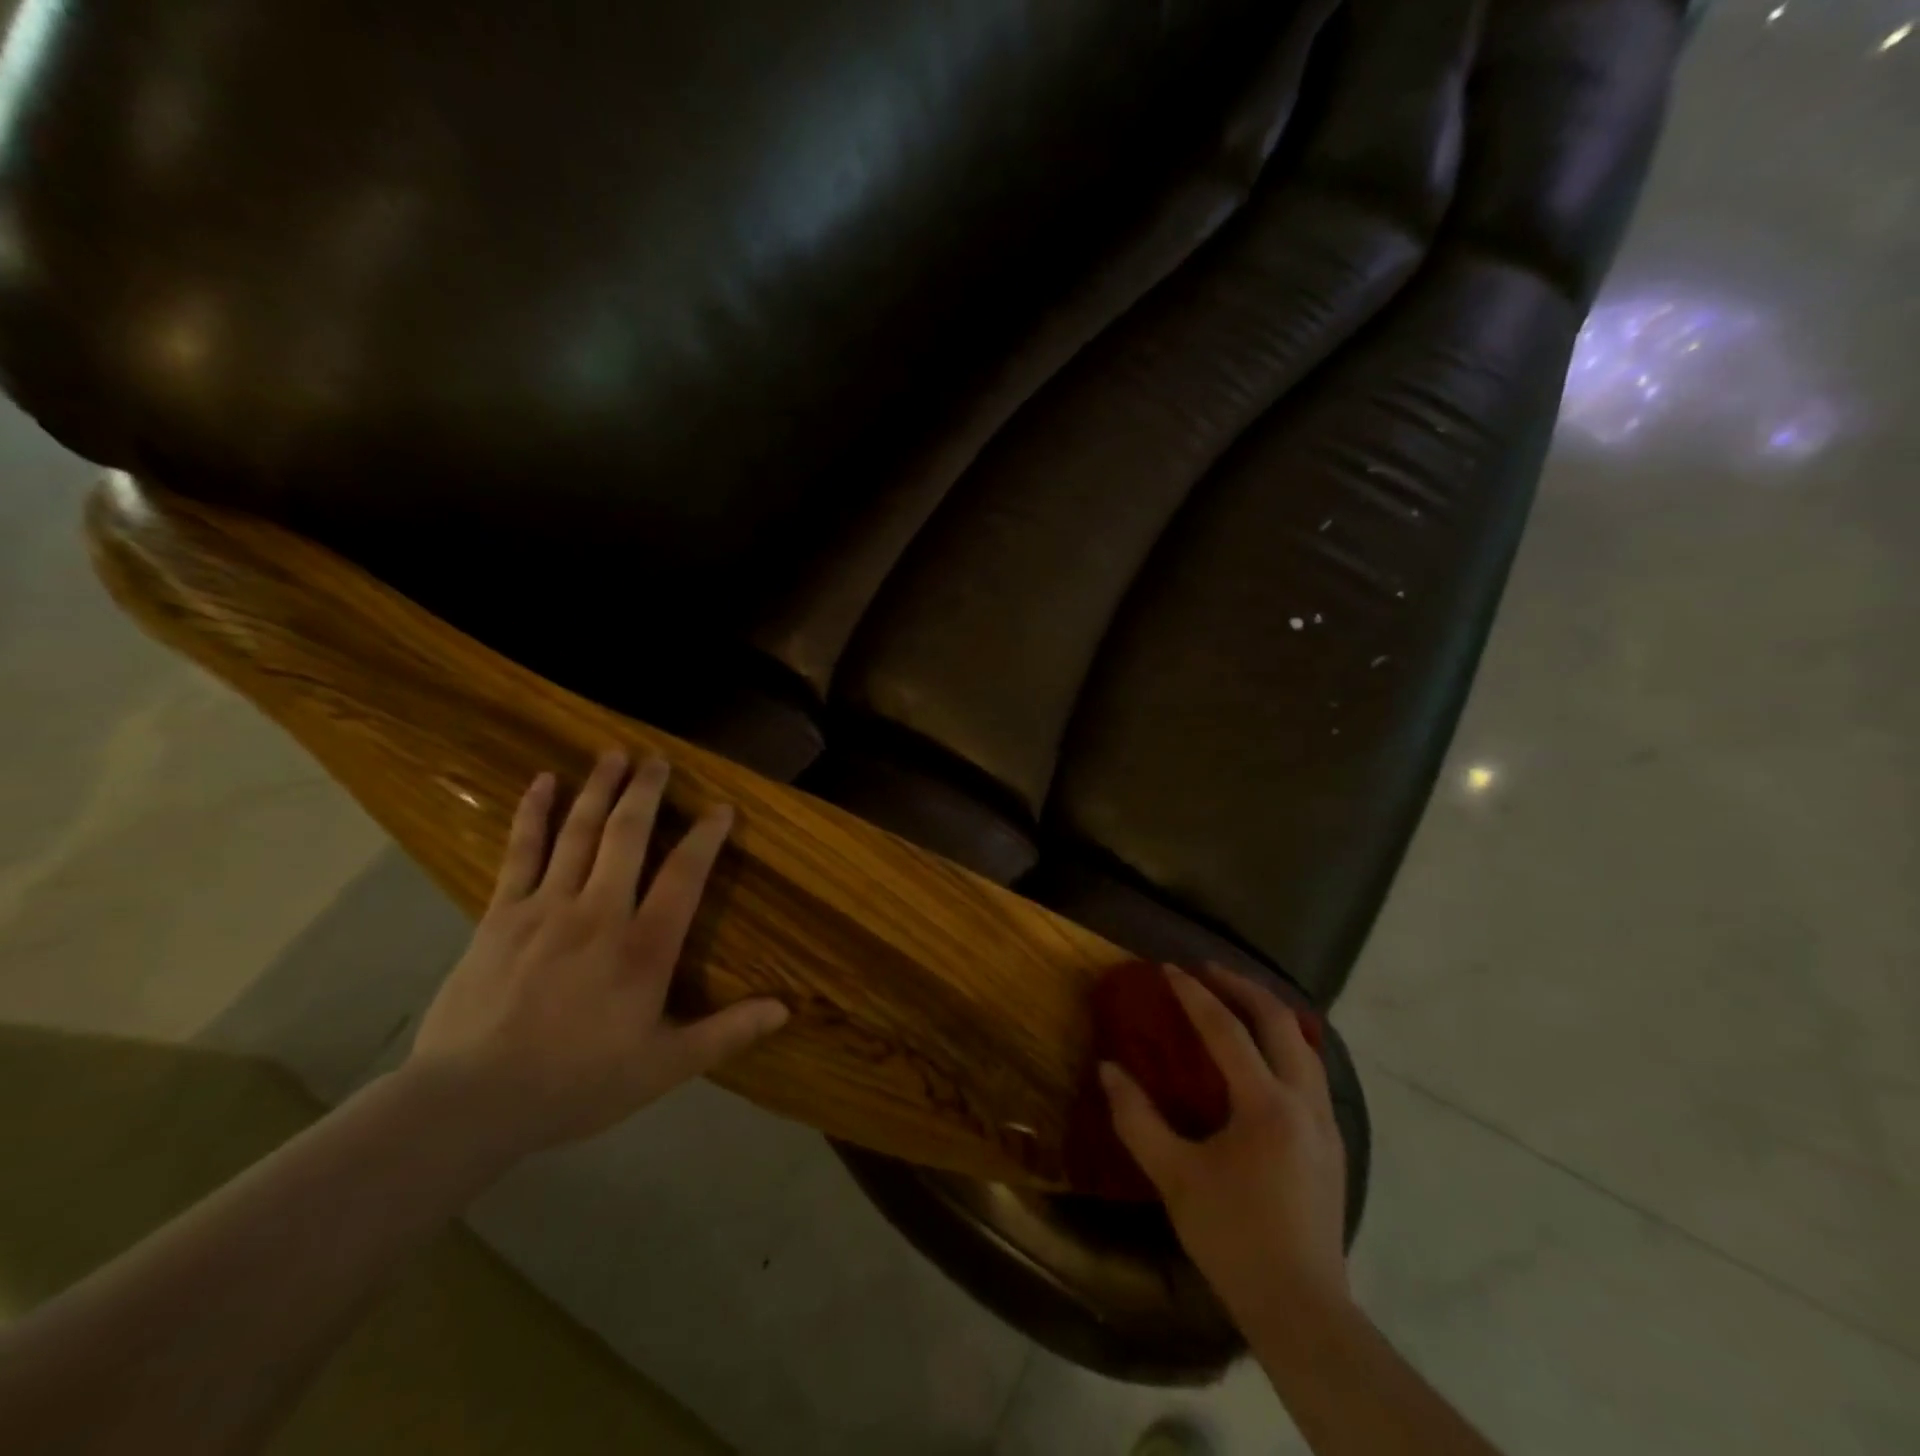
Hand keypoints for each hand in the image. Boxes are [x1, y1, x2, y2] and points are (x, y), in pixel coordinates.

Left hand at [409, 751, 788, 1157]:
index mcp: (643, 947)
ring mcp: (546, 908)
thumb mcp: (663, 1067)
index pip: (684, 875)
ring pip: (578, 834)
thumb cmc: (577, 1083)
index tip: (722, 808)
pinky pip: (520, 853)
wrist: (470, 1103)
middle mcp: (599, 913)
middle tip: (658, 758)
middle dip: (646, 792)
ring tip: (614, 754)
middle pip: (627, 836)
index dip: (706, 836)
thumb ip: (726, 1033)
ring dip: (599, 789)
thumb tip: (785, 1010)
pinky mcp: (500, 915)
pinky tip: (542, 783)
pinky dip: (532, 815)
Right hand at [1100, 965, 1350, 1340]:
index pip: (1227, 1030)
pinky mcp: (1332, 1144)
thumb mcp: (1174, 1177)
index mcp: (1266, 1106)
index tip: (1169, 969)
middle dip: (1243, 988)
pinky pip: (1311, 1070)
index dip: (1194, 995)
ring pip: (1305, 1044)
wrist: (1302, 1309)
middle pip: (1280, 1022)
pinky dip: (1286, 1043)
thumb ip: (1137, 1118)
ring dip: (1270, 1013)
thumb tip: (1108, 1069)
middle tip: (1208, 970)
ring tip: (1237, 1000)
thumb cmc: (1233, 1238)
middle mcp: (1304, 1102)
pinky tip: (1264, 1056)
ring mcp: (1326, 1123)